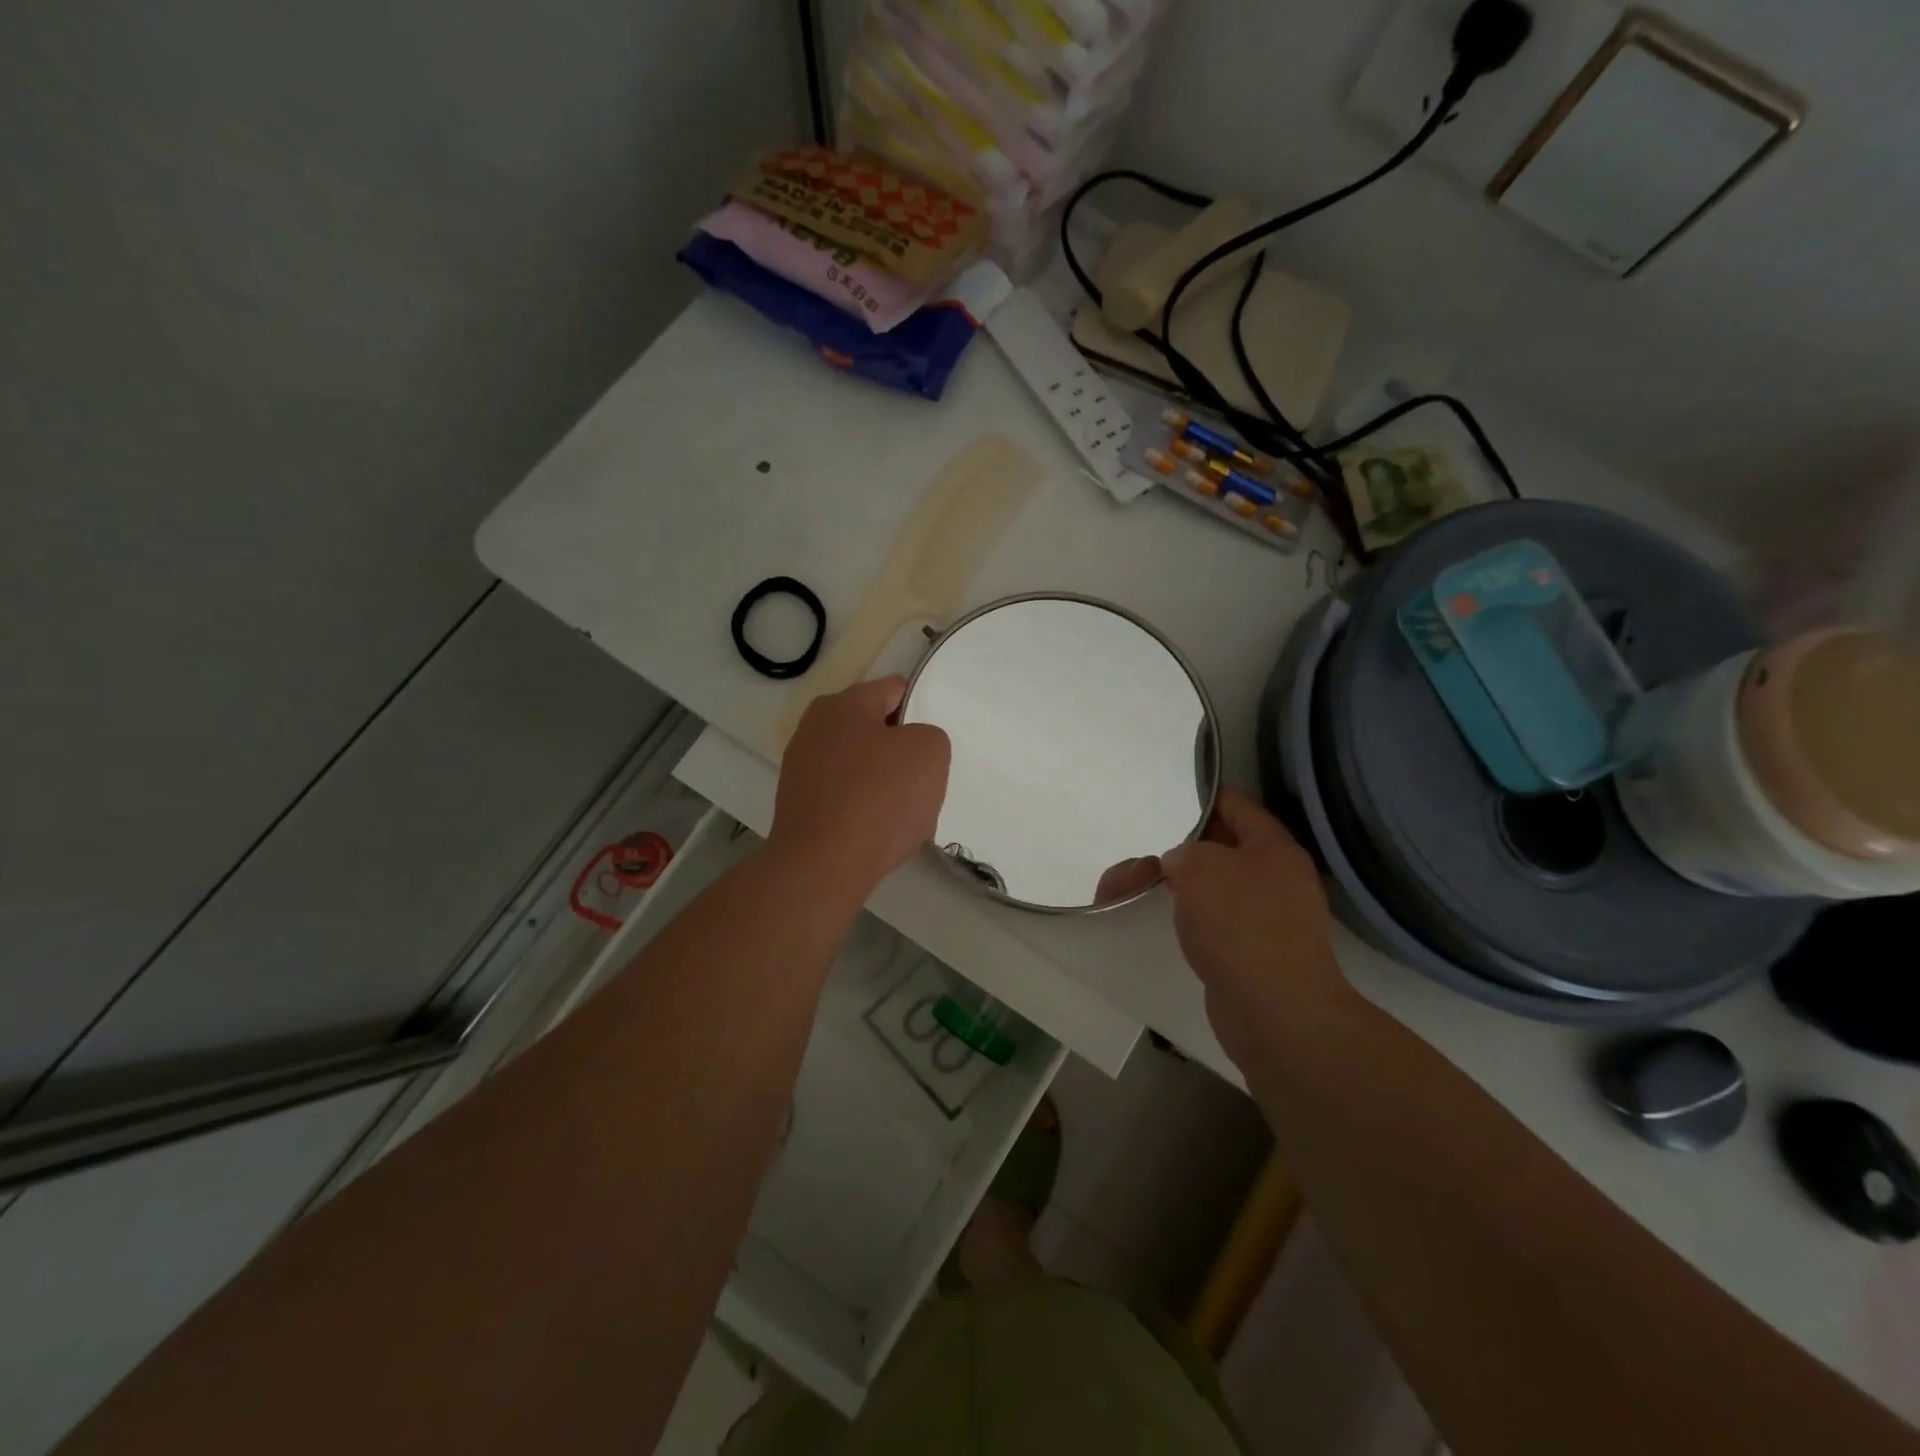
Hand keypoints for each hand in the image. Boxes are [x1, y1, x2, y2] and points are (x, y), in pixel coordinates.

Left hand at [770, 677, 950, 905]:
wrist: (822, 868)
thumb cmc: (879, 799)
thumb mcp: (929, 752)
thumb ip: (930, 736)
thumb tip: (911, 750)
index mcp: (842, 704)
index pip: (895, 690)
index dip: (922, 710)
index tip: (936, 742)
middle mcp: (815, 729)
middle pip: (876, 731)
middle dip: (903, 752)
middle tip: (926, 779)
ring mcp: (803, 770)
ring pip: (864, 769)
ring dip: (887, 785)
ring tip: (907, 813)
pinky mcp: (801, 808)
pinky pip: (848, 800)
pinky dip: (867, 812)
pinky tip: (882, 833)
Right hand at [1161, 787, 1351, 1068]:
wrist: (1276, 1012)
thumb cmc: (1240, 926)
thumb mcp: (1200, 866)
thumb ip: (1184, 852)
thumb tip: (1182, 865)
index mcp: (1274, 848)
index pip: (1237, 805)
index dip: (1204, 798)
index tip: (1170, 800)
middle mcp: (1277, 879)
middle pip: (1224, 849)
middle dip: (1184, 849)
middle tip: (1147, 854)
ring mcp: (1269, 919)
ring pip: (1216, 888)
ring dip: (1182, 887)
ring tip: (1144, 889)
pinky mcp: (1254, 954)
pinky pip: (1216, 923)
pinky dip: (1192, 920)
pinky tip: (1169, 924)